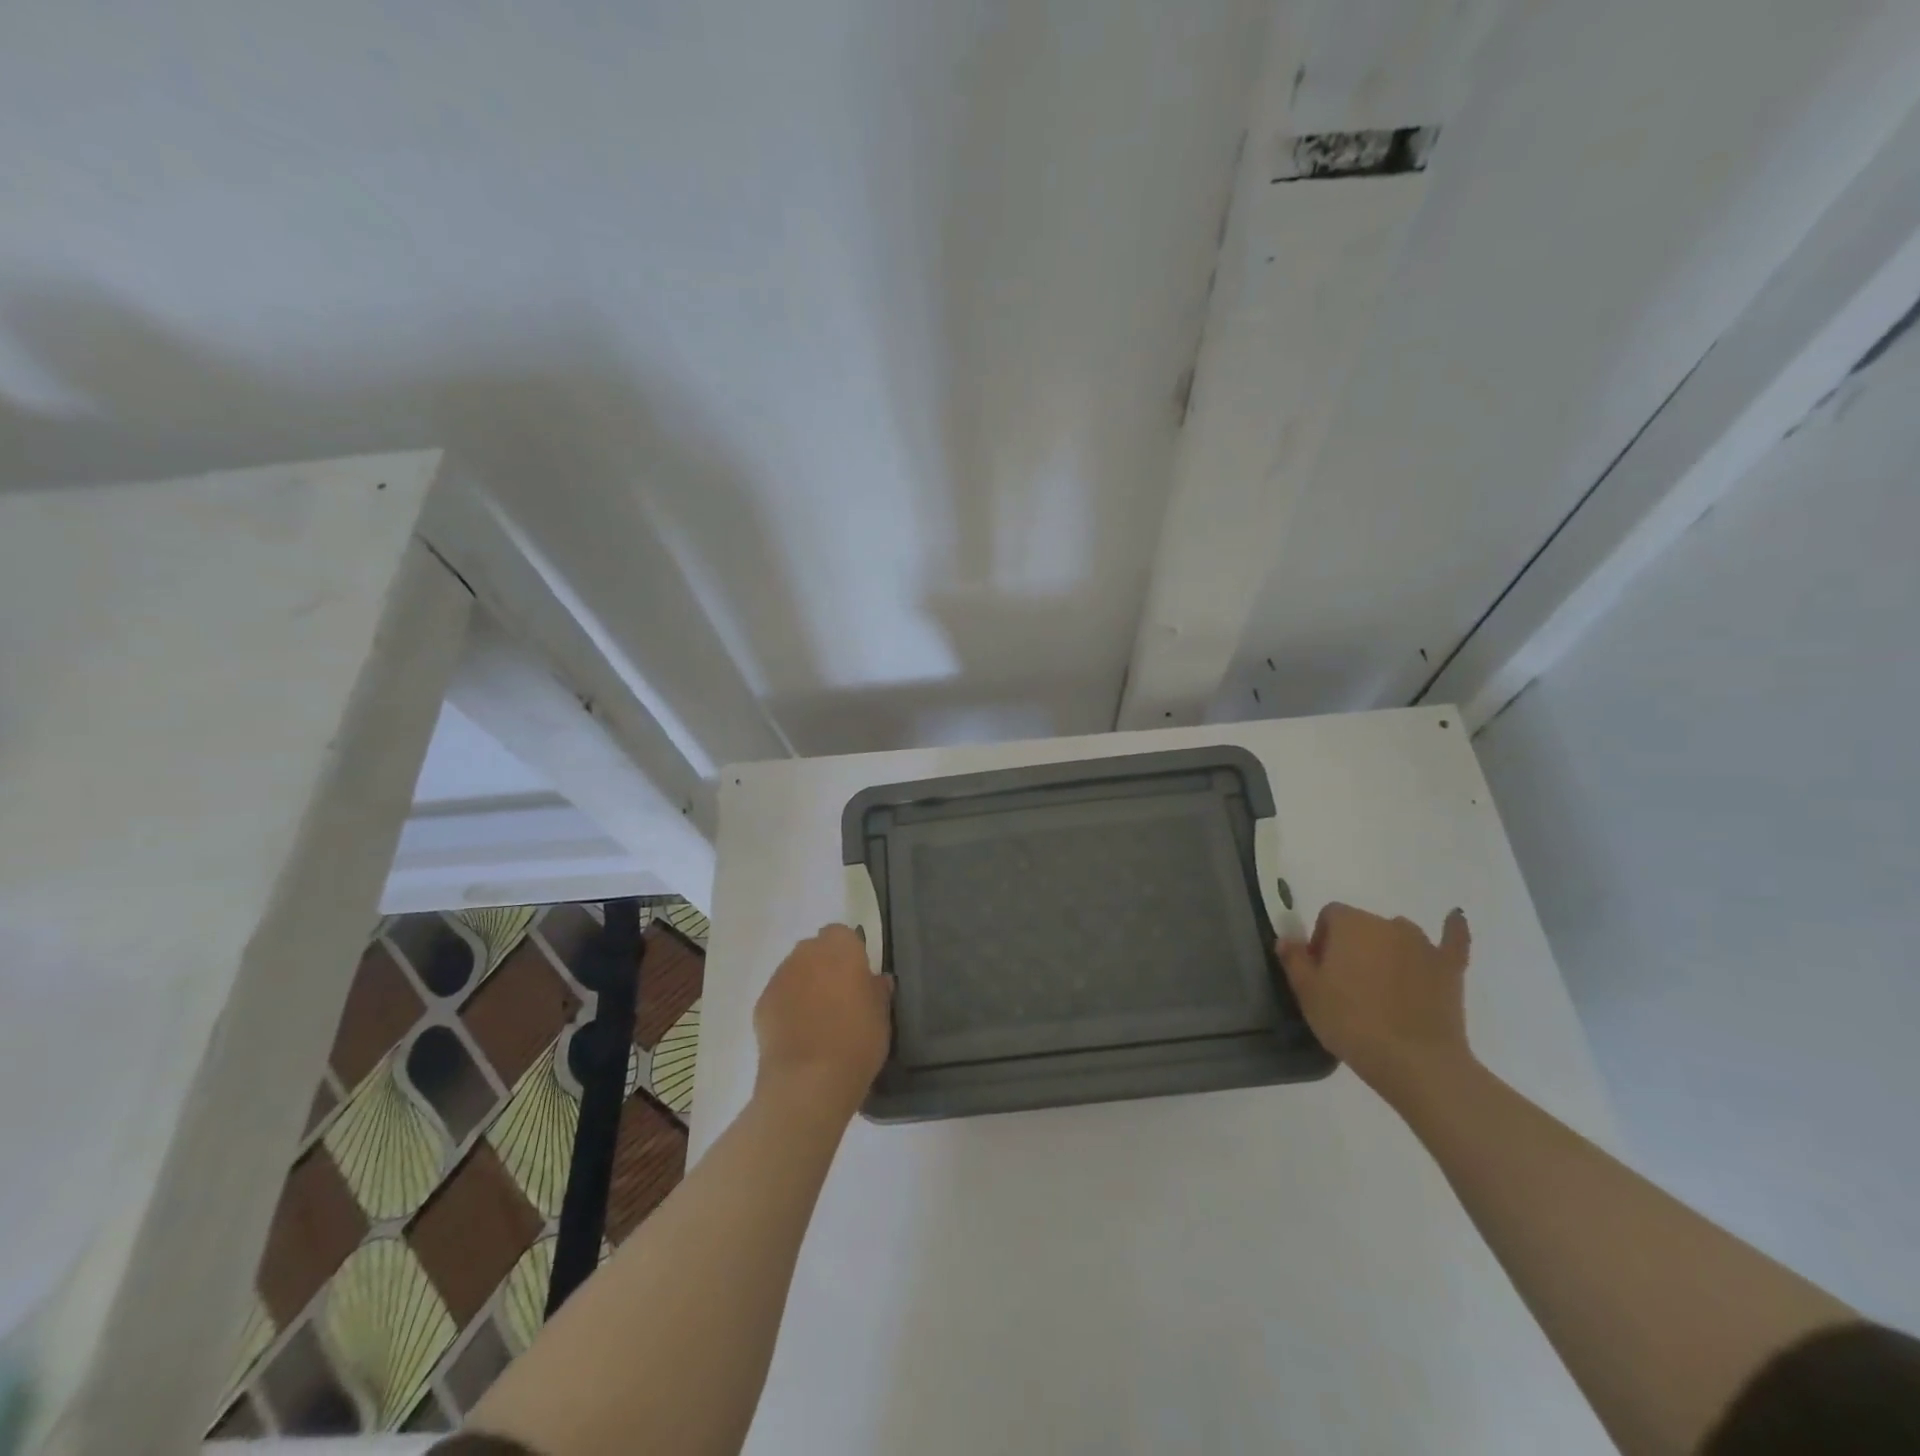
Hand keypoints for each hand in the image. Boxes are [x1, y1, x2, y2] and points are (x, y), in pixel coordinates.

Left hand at [753, 924, 893, 1116]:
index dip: (849, 953)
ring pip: (795, 972)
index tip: (858, 977)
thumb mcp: (882, 1016)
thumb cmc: (856, 1041)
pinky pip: (779, 996)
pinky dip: (787, 1008)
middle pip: (815, 950)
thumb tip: (876, 980)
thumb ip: (877, 990)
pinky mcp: (761, 1004)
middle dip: (825, 966)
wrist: (808, 1081)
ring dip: (805, 985)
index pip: (842, 934)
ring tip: (817, 1020)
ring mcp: (779, 977)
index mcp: (840, 948)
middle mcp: (806, 953)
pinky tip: (798, 1035)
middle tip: (840, 998)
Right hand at [1278, 903, 1473, 1105]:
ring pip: (1398, 935)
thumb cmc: (1351, 1022)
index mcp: (1350, 924)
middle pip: (1363, 925)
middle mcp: (1388, 924)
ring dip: (1388, 949)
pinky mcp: (1449, 968)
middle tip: (1346, 985)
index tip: (1320, 971)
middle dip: (1352, 946)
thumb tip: (1286, 938)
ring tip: (1383, 984)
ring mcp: (1424, 945)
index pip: (1329, 916)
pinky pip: (1452, 941)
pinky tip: (1455, 918)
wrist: (1415, 1062)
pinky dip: (1452, 930)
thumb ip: (1294, 959)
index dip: (1321, 940)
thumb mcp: (1307, 993)